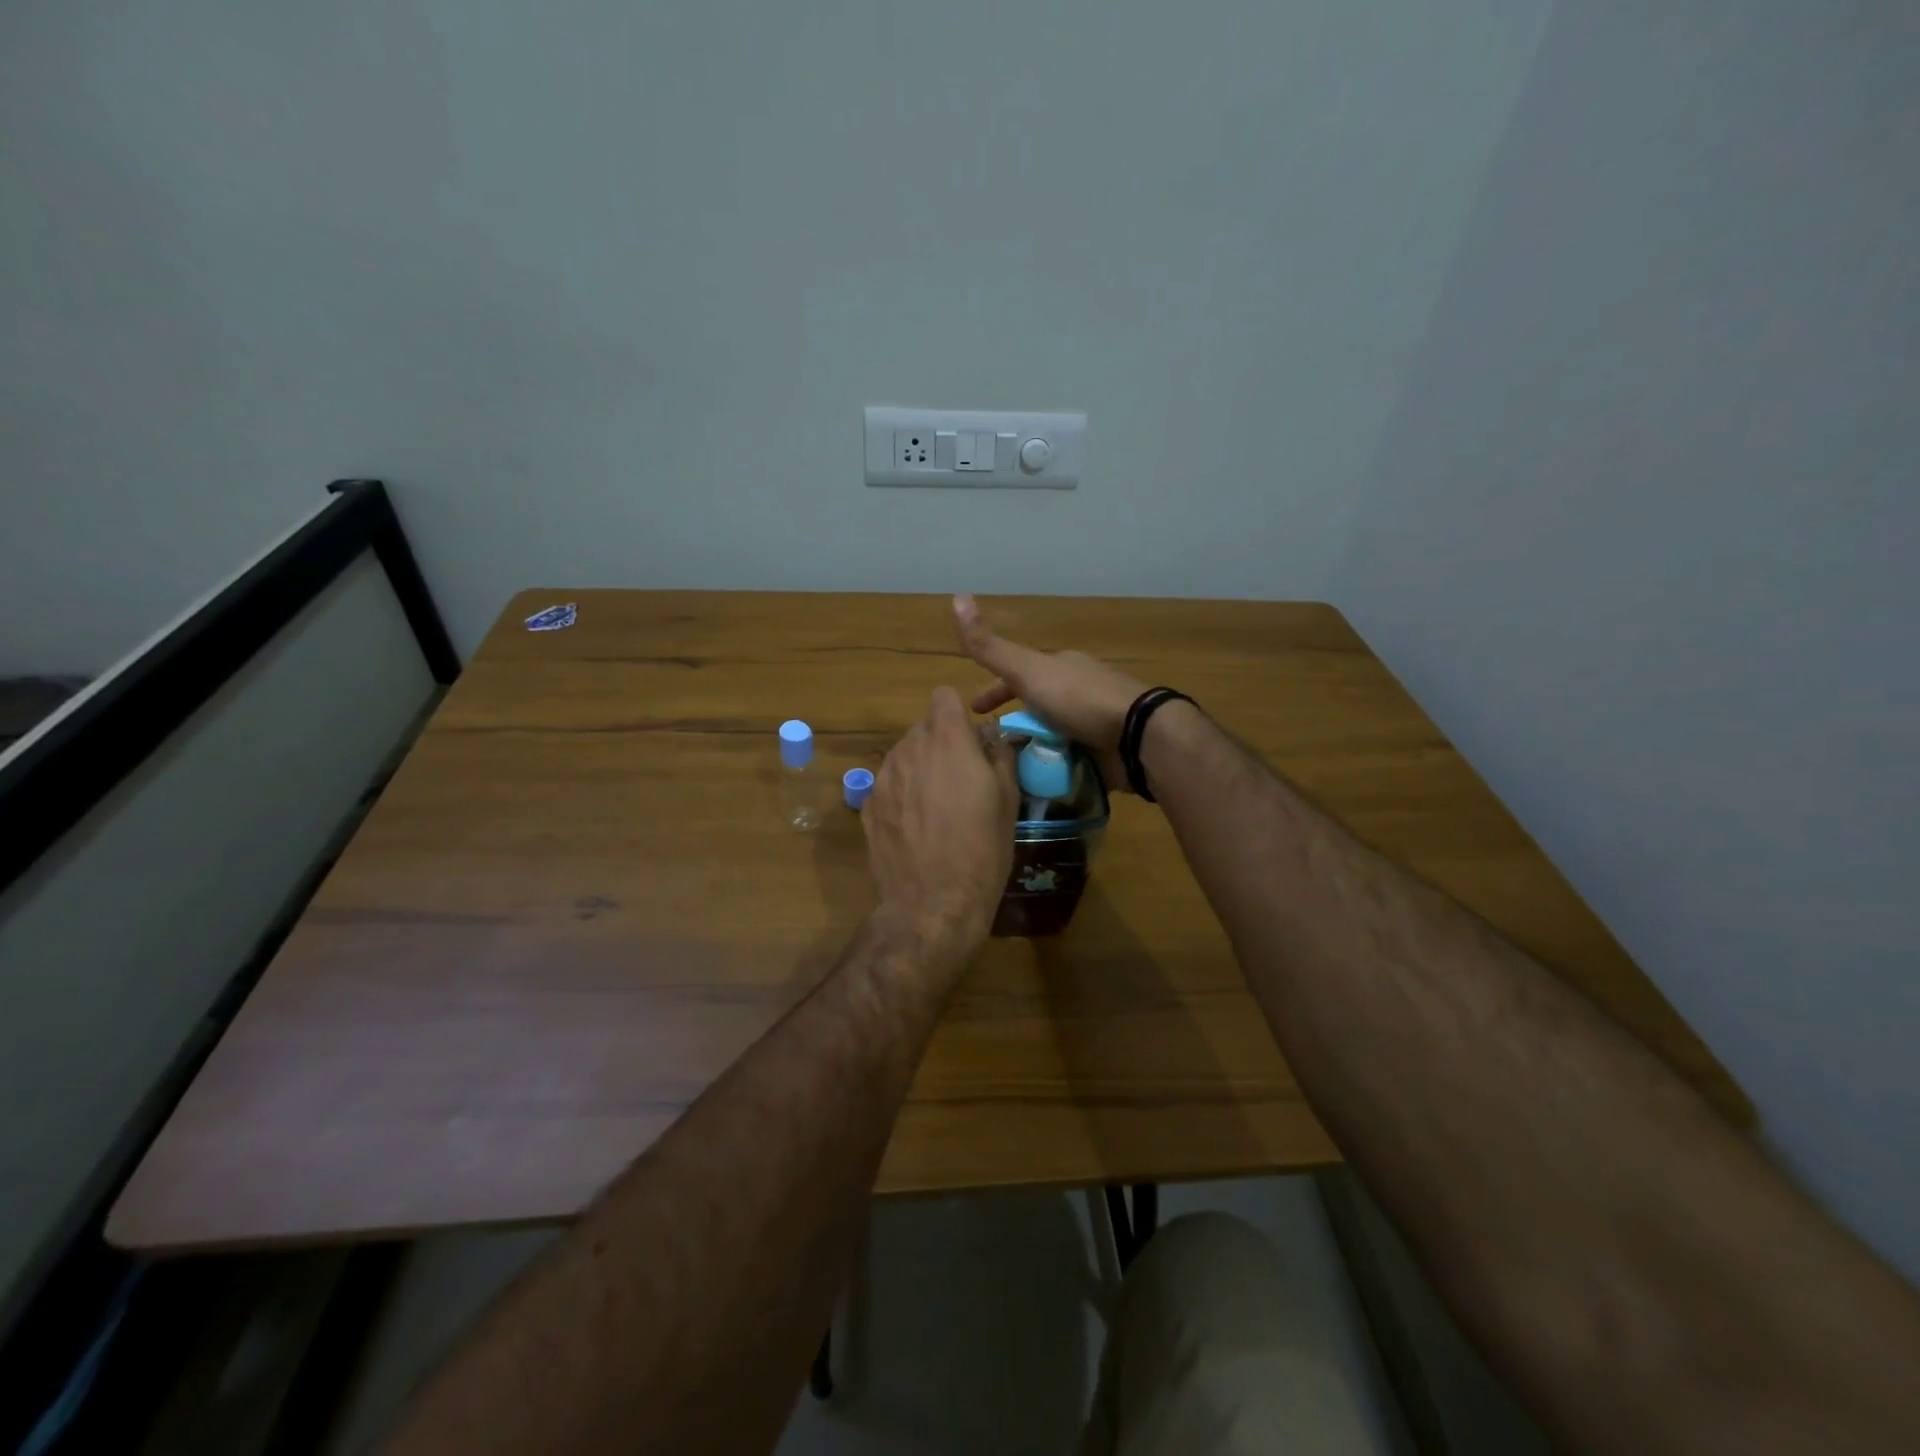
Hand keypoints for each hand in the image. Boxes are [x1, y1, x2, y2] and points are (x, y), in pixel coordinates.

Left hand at [863, 686, 1019, 969]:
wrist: (932, 903)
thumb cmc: (982, 850)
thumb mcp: (1008, 802)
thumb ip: (1001, 758)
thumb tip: (995, 739)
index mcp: (948, 741)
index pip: (944, 696)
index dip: (958, 713)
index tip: (970, 739)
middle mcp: (909, 749)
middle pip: (923, 726)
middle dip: (941, 742)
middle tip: (960, 777)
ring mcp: (883, 777)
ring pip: (903, 754)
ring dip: (920, 767)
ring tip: (936, 805)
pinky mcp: (867, 805)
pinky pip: (888, 783)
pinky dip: (901, 793)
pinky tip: (915, 826)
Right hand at [953, 594, 1146, 792]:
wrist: (1137, 737)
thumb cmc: (1079, 699)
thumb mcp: (1028, 670)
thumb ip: (991, 647)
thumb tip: (956, 597)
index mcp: (1060, 668)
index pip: (1018, 677)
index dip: (993, 692)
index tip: (973, 713)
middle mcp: (1077, 692)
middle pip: (1034, 707)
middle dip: (1010, 723)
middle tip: (986, 747)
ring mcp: (1092, 723)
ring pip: (1049, 735)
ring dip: (1027, 749)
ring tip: (1003, 771)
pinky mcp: (1104, 753)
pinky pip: (1067, 759)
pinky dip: (1049, 768)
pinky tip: (1033, 782)